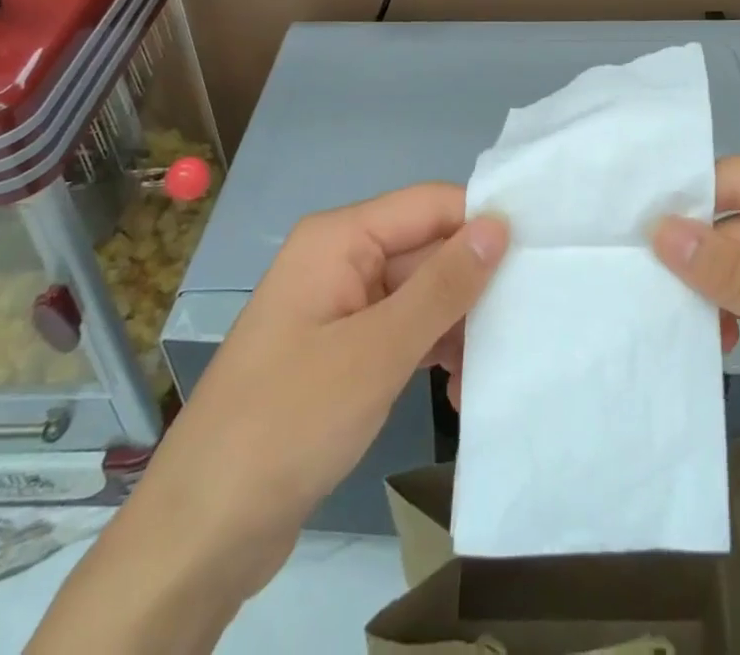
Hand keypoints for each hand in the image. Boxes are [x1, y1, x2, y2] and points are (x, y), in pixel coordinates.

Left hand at [30, 185, 506, 653]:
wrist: (201, 534)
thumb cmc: (288, 424)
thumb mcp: (377, 351)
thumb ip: (443, 284)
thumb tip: (500, 222)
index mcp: (340, 237)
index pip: (429, 204)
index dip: (481, 225)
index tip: (538, 259)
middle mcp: (341, 258)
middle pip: (426, 250)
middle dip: (472, 288)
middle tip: (520, 330)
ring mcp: (340, 306)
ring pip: (420, 293)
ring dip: (457, 327)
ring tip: (486, 375)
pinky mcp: (342, 350)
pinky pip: (402, 330)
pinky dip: (432, 351)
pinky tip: (457, 389)